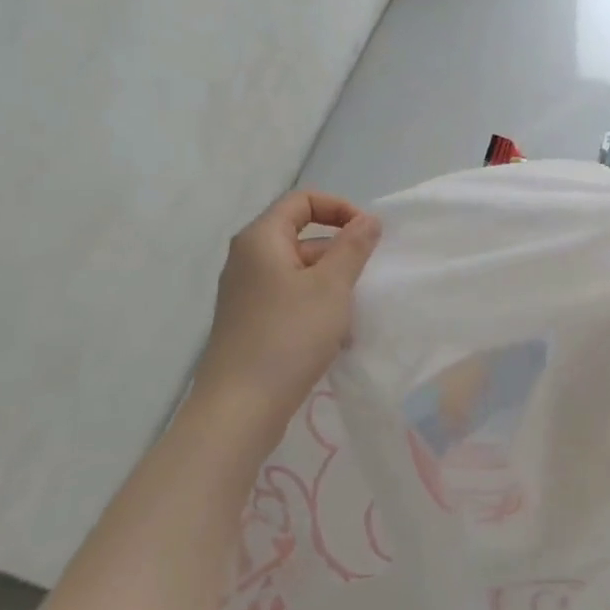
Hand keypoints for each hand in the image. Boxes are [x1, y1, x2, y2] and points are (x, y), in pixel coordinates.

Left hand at [189, 191, 380, 453]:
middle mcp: (248, 259)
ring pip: (299, 271)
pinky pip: (290, 298)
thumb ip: (353, 247)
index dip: (339, 208)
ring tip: (354, 312)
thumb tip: (368, 219)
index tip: (369, 234)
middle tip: (367, 276)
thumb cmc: (288, 336)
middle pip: (301, 235)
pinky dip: (315, 306)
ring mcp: (246, 293)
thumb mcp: (331, 287)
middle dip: (339, 251)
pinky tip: (336, 336)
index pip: (302, 201)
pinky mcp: (250, 322)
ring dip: (331, 283)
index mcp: (260, 239)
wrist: (240, 408)